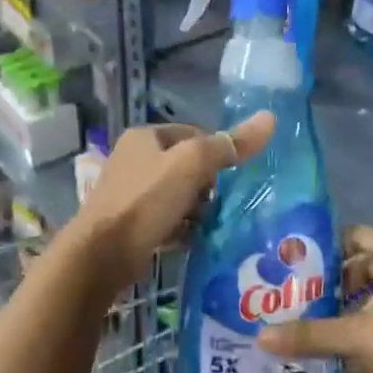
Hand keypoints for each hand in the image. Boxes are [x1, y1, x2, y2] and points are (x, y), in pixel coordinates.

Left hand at [67, 111, 275, 291]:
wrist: (102, 254)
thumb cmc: (146, 201)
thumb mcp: (192, 165)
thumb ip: (229, 145)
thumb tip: (270, 118)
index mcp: (144, 136)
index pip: (194, 134)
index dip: (216, 153)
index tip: (231, 177)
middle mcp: (133, 159)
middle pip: (186, 166)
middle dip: (207, 186)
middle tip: (221, 205)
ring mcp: (129, 192)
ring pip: (177, 195)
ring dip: (196, 209)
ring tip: (212, 225)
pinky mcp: (129, 223)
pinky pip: (165, 219)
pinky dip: (181, 228)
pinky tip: (194, 240)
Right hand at [258, 227, 372, 372]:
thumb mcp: (359, 338)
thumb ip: (311, 334)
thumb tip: (261, 336)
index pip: (357, 236)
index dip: (325, 245)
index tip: (292, 260)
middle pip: (361, 264)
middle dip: (328, 278)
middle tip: (291, 290)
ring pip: (369, 291)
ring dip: (340, 303)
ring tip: (304, 314)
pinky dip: (356, 320)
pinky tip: (330, 338)